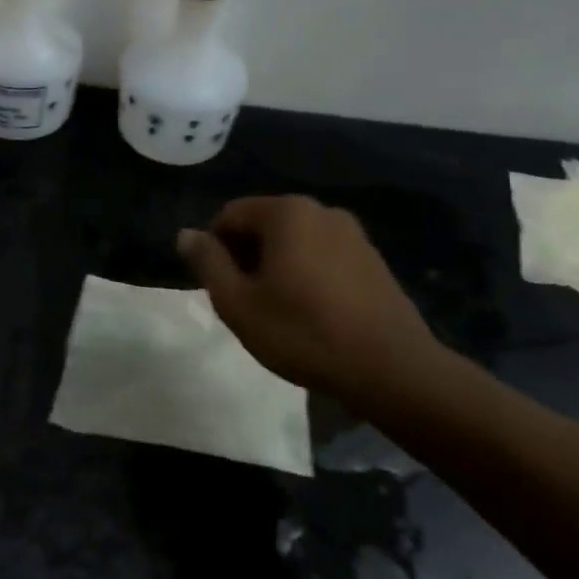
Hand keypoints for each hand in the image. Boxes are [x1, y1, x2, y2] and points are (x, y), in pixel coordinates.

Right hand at [177, 195, 448, 401]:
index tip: (221, 290)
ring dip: (276, 268)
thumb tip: (186, 234)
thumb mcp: (238, 303)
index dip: (215, 250)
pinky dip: (307, 275)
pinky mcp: (372, 259)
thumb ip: (207, 263)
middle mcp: (320, 210)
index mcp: (286, 212)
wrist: (392, 369)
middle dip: (246, 258)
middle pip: (263, 225)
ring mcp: (352, 233)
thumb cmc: (304, 333)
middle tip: (247, 305)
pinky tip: (313, 315)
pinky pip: (322, 256)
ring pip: (294, 242)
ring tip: (279, 313)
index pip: (229, 215)